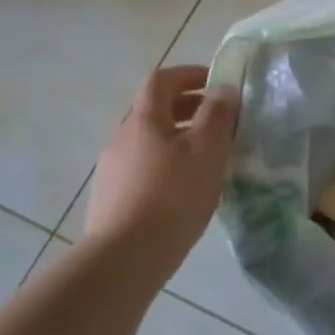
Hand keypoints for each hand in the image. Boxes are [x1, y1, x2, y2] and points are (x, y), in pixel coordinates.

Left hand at [84, 66, 237, 274]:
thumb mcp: (207, 149)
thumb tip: (223, 89)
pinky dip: (166, 165)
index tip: (216, 83)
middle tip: (218, 120)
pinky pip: (143, 168)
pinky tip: (184, 190)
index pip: (162, 79)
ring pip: (149, 140)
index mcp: (144, 118)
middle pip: (154, 109)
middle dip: (187, 107)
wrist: (123, 260)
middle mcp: (122, 137)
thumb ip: (218, 115)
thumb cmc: (172, 196)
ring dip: (178, 138)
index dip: (189, 74)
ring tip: (207, 158)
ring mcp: (112, 169)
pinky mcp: (111, 199)